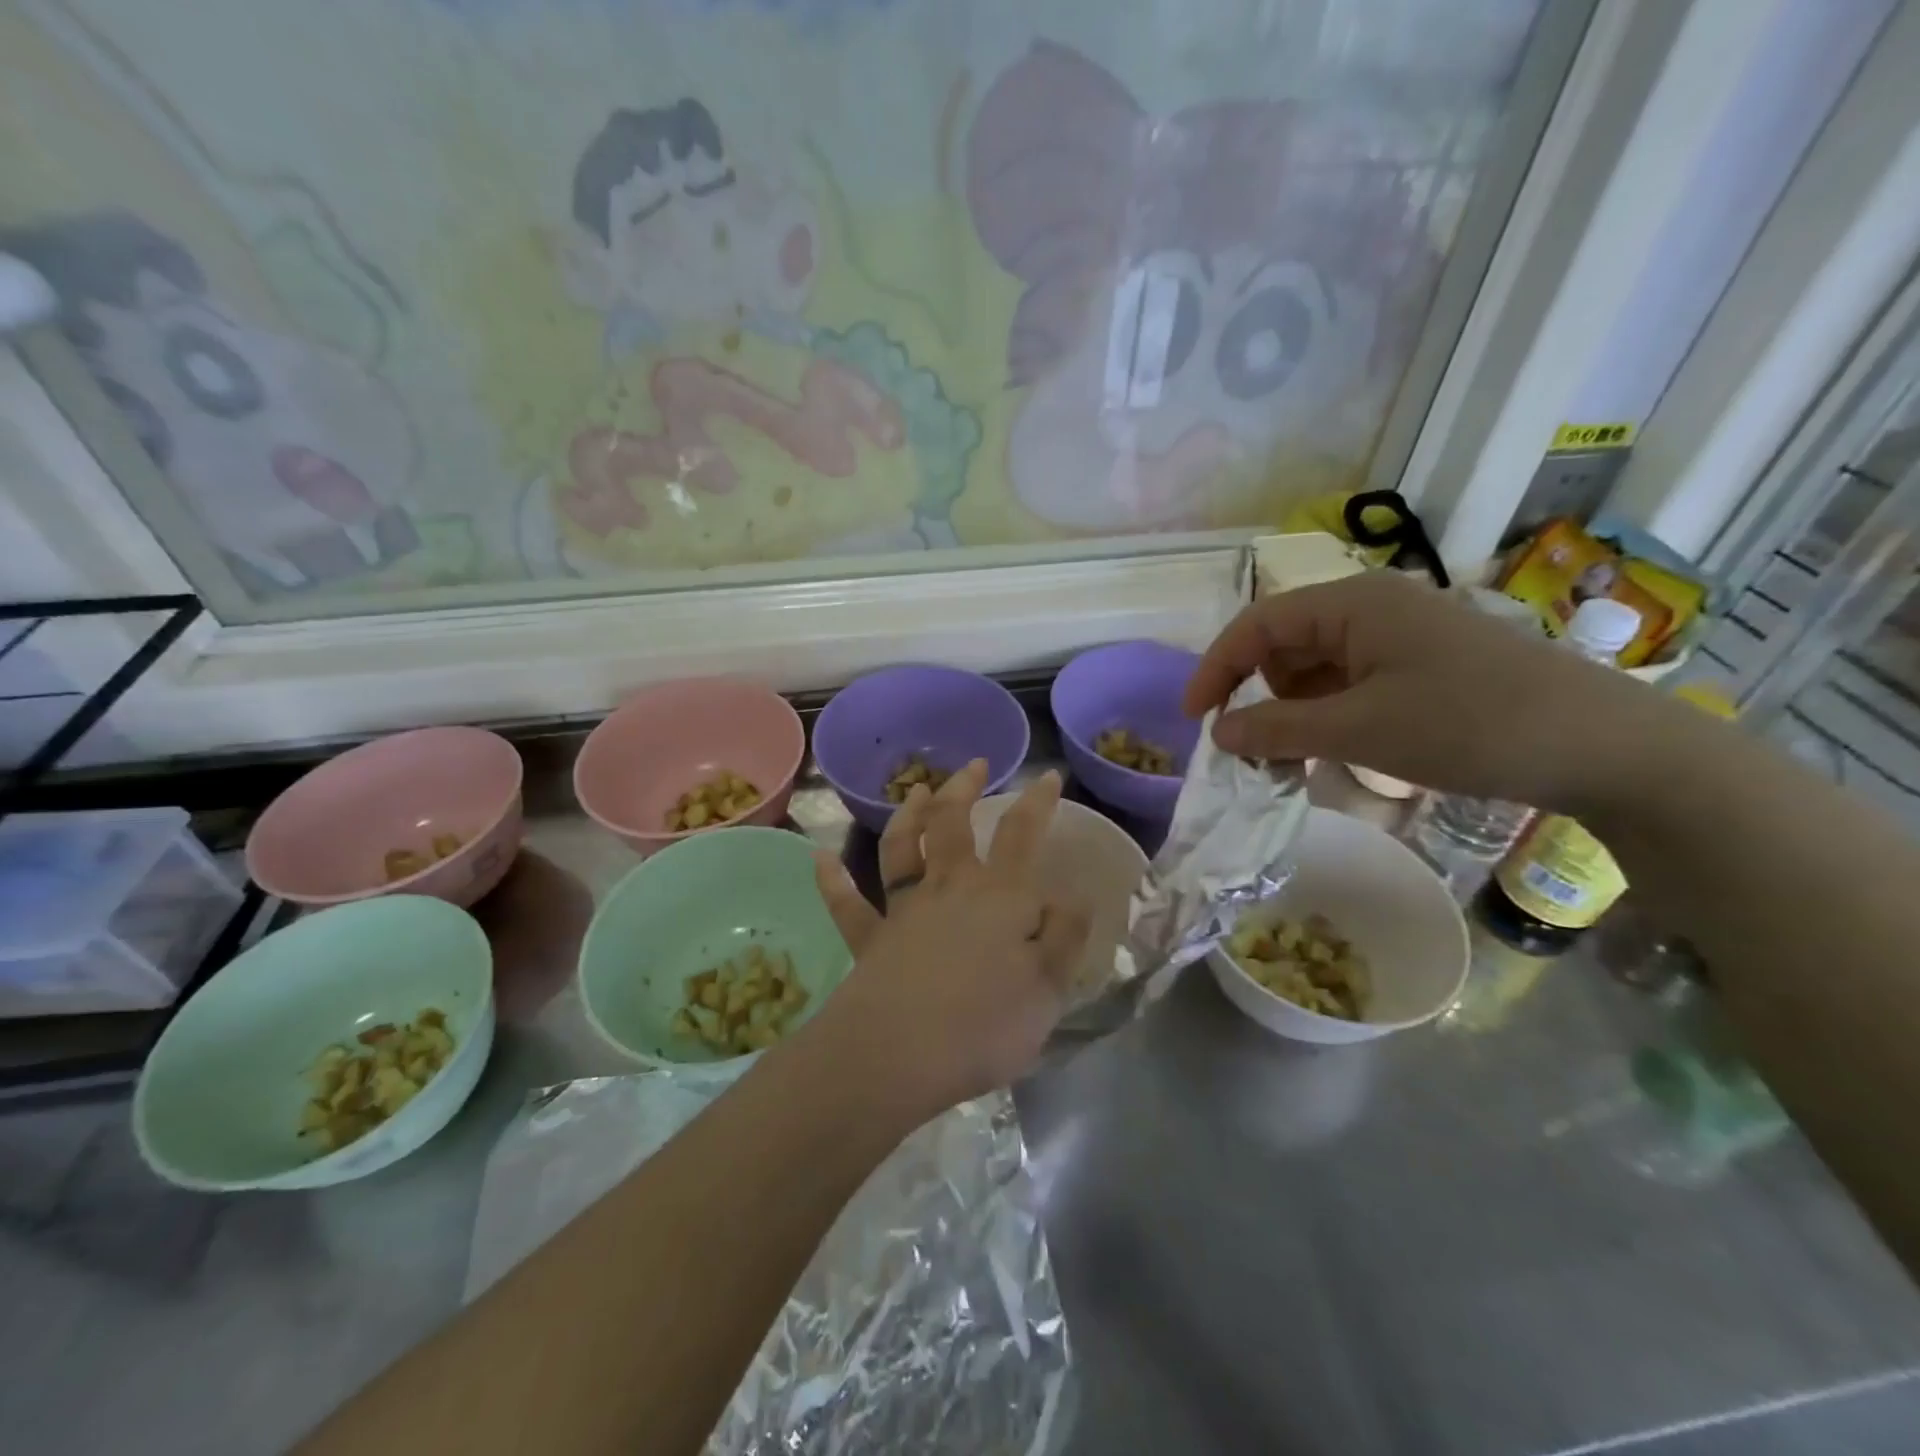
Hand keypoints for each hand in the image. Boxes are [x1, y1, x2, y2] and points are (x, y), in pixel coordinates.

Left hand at [810, 760, 1090, 1121]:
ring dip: (907, 816)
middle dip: (963, 788)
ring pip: (901, 849)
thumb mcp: (1050, 986)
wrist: (902, 1053)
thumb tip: (1074, 896)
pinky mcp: (870, 939)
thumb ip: (1065, 936)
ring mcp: (904, 910)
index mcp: (1000, 895)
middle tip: (974, 765)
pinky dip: (833, 881)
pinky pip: (847, 905)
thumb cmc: (987, 1023)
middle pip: (953, 823)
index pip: (1023, 834)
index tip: (1048, 776)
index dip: (1038, 802)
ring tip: (913, 790)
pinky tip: (820, 859)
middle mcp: (950, 888)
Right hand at [1184, 571, 1656, 811]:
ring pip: (1317, 667)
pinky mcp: (1423, 665)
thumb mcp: (1359, 731)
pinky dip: (1329, 715)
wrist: (1604, 746)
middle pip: (1284, 643)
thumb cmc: (1470, 725)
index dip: (1216, 668)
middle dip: (1257, 693)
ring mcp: (1402, 636)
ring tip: (1293, 758)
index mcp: (1352, 604)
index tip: (1195, 720)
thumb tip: (1219, 733)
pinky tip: (1334, 750)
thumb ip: (1277, 730)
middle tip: (1251, 749)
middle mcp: (1372, 608)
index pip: (1257, 624)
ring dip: (1293, 710)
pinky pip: (1351, 683)